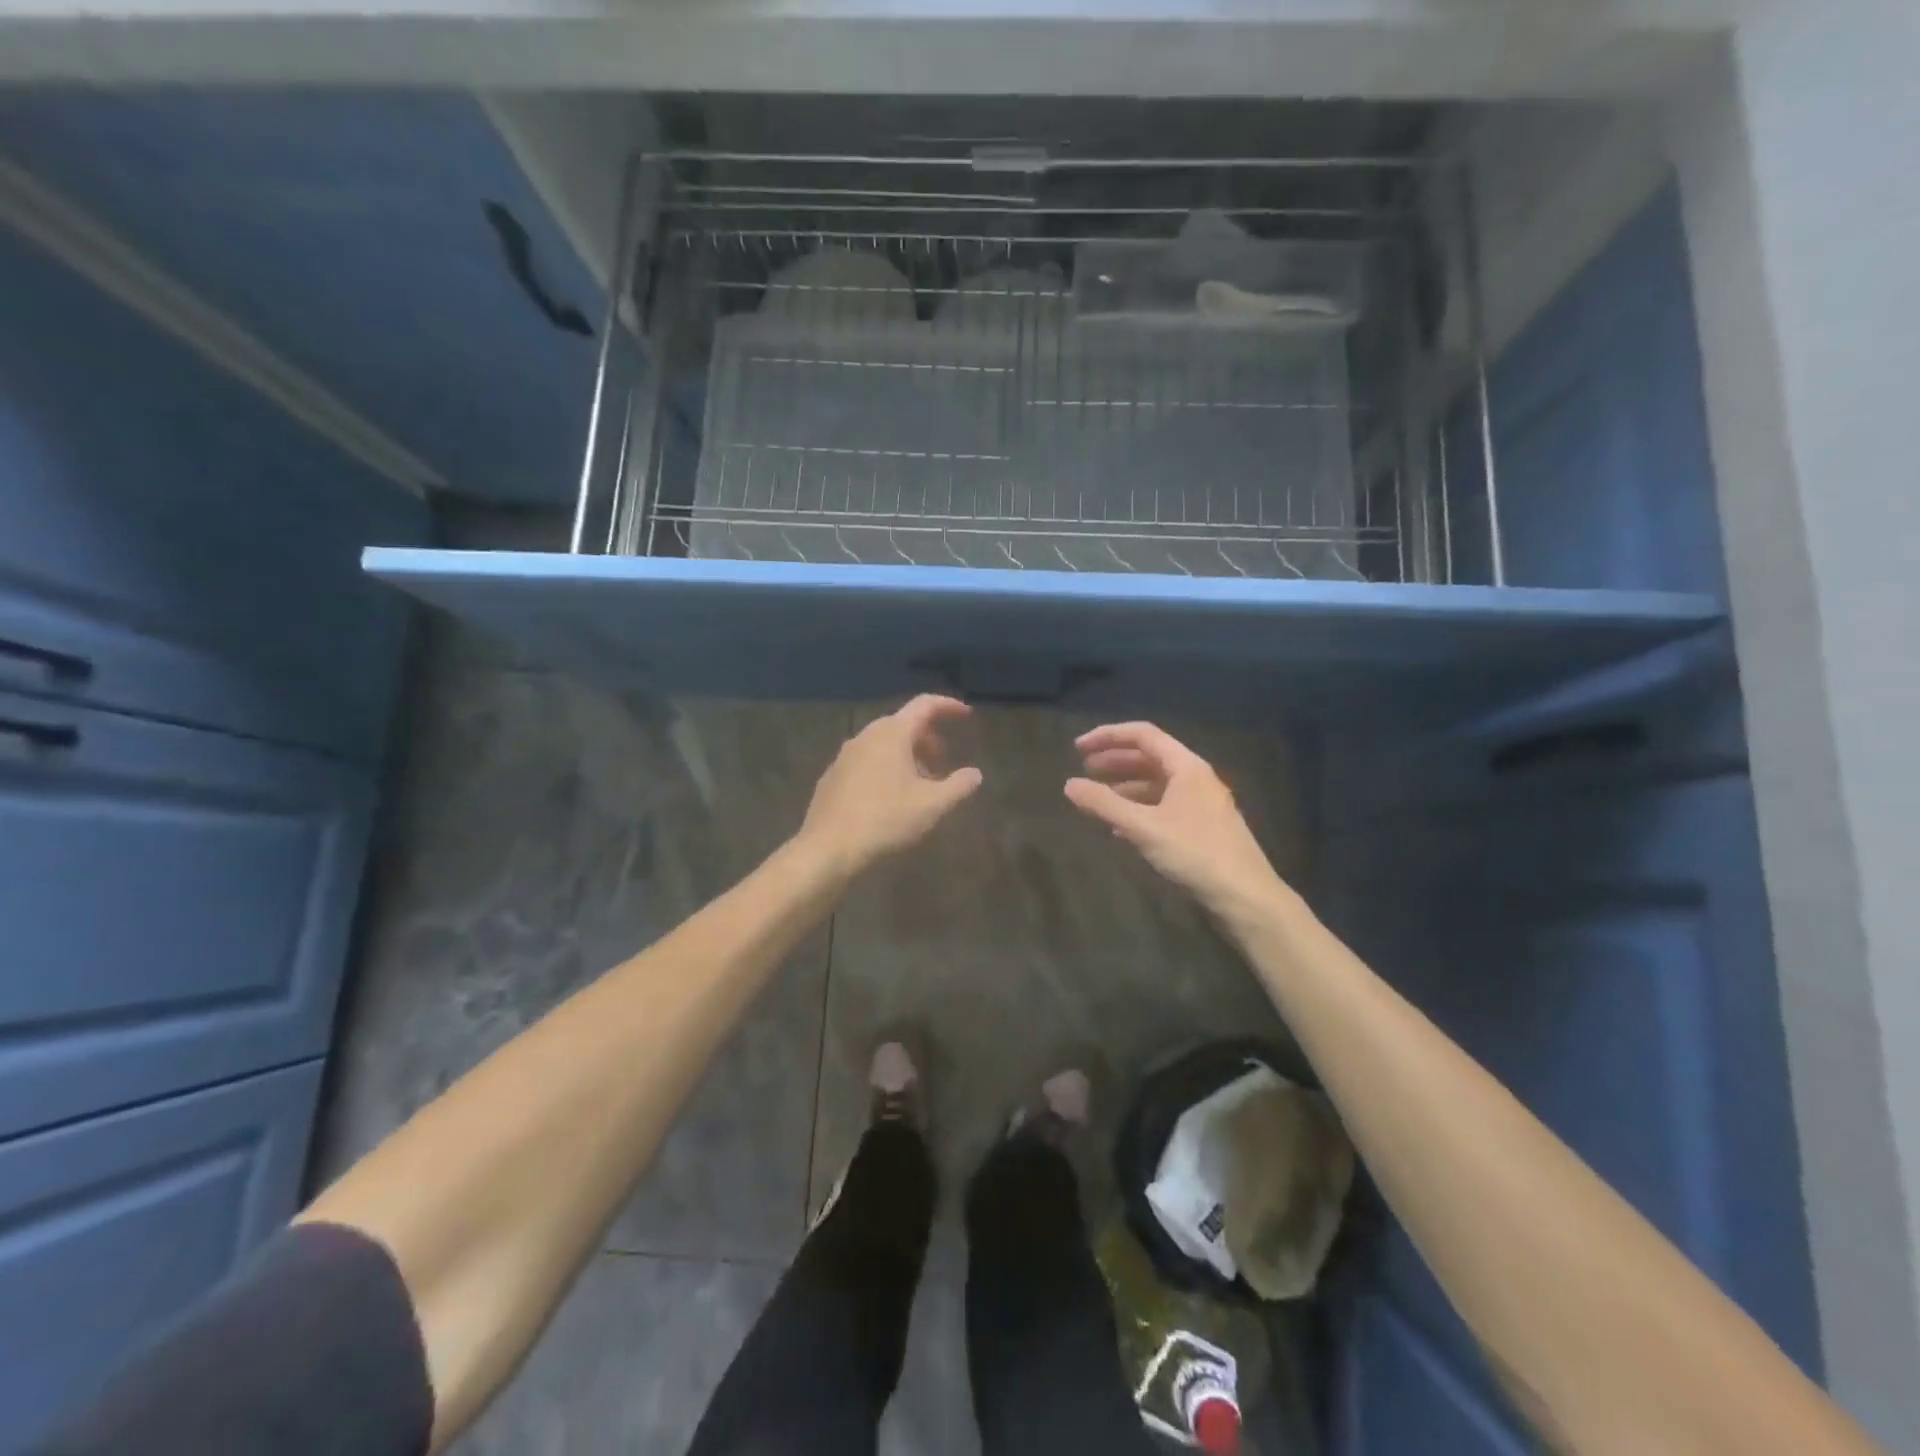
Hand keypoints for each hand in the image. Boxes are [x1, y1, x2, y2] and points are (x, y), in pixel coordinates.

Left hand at [800, 695, 982, 875]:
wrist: (828, 848)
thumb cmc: (885, 820)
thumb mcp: (932, 805)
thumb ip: (958, 786)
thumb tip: (975, 774)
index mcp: (892, 734)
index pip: (924, 705)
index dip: (948, 706)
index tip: (965, 715)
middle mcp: (866, 736)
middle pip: (902, 724)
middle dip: (926, 738)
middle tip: (942, 760)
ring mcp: (845, 755)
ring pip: (882, 744)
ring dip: (906, 755)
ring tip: (919, 783)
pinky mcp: (832, 776)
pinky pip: (866, 760)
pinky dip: (885, 767)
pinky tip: (890, 797)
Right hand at [1065, 722, 1281, 919]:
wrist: (1245, 896)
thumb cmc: (1195, 853)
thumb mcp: (1143, 827)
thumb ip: (1104, 804)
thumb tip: (1069, 784)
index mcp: (1186, 767)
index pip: (1142, 734)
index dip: (1107, 736)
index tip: (1078, 748)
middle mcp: (1196, 777)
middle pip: (1149, 757)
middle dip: (1114, 760)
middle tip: (1084, 770)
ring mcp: (1201, 802)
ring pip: (1157, 783)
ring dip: (1125, 786)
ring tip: (1098, 799)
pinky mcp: (1202, 826)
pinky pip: (1164, 805)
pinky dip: (1139, 808)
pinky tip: (1121, 828)